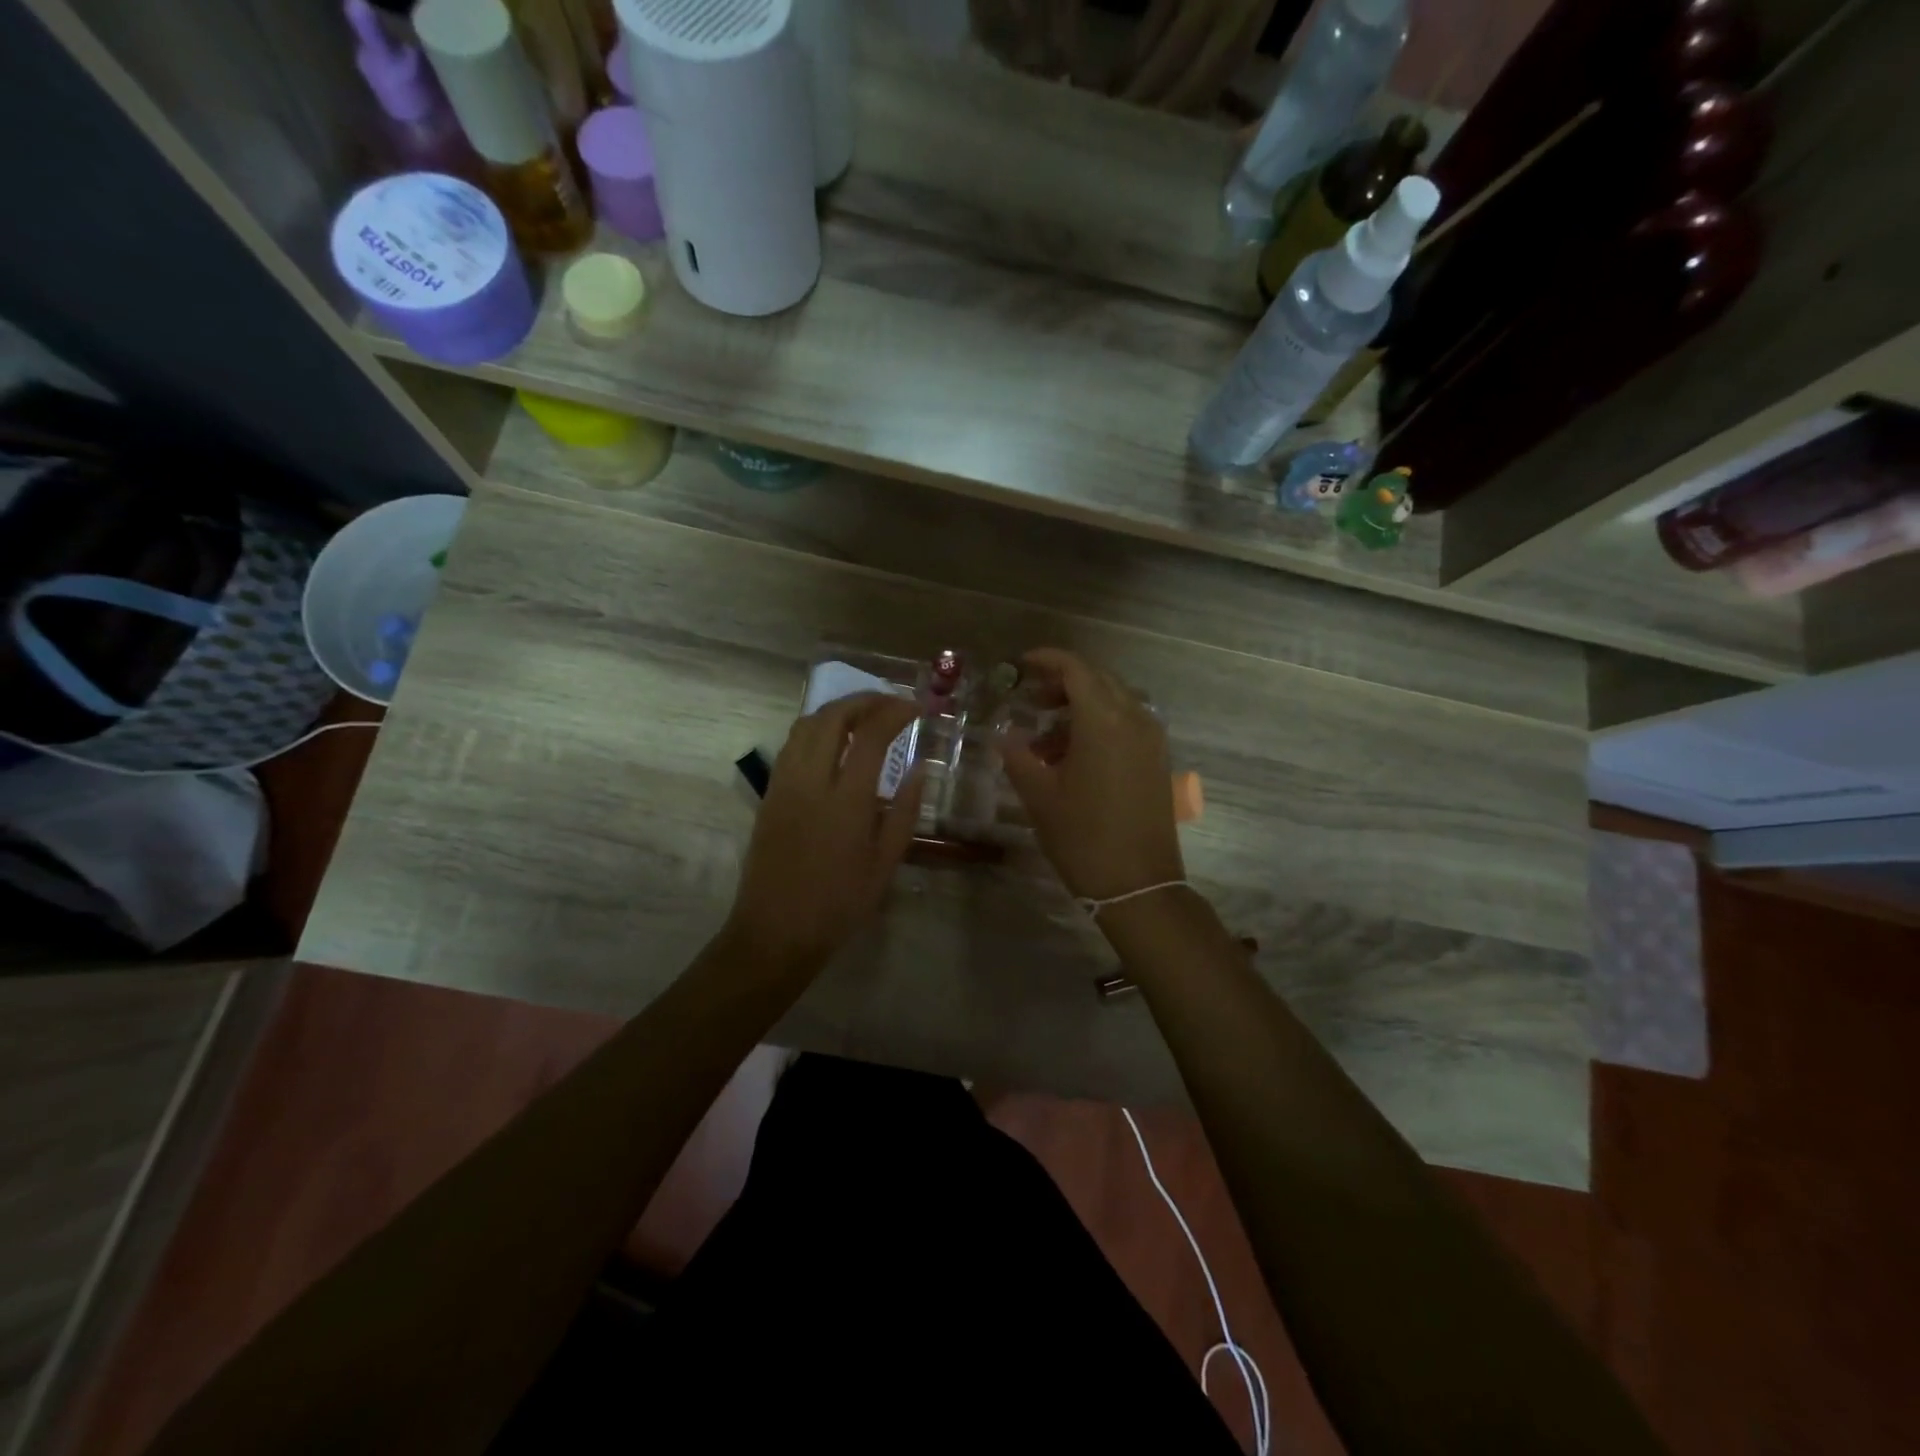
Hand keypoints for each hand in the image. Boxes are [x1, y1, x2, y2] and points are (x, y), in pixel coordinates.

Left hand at [726, 693, 924, 973]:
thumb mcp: (885, 864)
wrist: (775, 932)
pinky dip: (815, 729)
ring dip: (836, 710)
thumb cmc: (839, 904)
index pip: (871, 735)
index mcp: (846, 800)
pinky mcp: (769, 794)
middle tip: (890, 703)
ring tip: (863, 716)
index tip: (915, 708)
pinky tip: (832, 742)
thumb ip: (903, 812)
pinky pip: (791, 745)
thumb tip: (918, 769)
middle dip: (864, 700)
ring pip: (805, 725)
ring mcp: (784, 785)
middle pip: (832, 717)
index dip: (895, 712)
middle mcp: (811, 781)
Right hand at [994, 648, 1184, 901]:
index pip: (1076, 669)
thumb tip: (1005, 735)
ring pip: (1115, 702)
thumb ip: (1018, 756)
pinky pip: (1128, 724)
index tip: (1021, 665)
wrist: (1138, 884)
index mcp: (1104, 720)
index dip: (1047, 660)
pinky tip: (1074, 756)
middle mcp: (1134, 719)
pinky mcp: (1158, 760)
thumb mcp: (1039, 795)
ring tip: (1047, 738)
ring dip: (1081, 707)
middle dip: (1063, 683)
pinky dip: (1100, 725)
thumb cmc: (1082, 836)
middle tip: (1032, 699)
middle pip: (1098, 680)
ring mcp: (1152, 739)